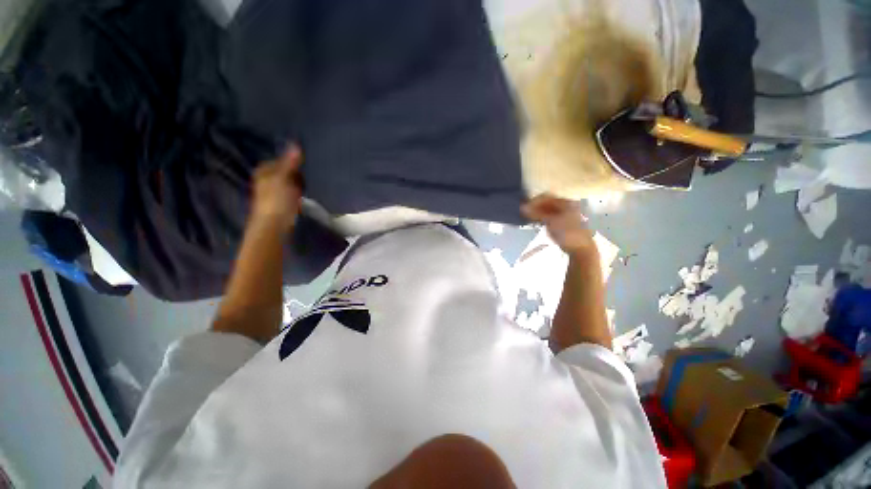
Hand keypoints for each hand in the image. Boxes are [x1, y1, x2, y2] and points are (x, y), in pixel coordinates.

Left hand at [251, 145, 303, 231]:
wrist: (274, 225)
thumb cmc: (277, 200)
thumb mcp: (284, 177)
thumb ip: (290, 162)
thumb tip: (296, 144)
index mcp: (263, 171)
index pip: (279, 160)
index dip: (291, 162)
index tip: (304, 165)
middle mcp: (265, 180)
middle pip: (283, 172)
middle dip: (295, 173)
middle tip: (307, 176)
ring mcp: (272, 193)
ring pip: (288, 183)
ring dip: (297, 184)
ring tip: (307, 186)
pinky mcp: (279, 204)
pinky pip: (291, 194)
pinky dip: (297, 193)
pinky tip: (303, 197)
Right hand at [522, 194, 596, 255]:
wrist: (580, 248)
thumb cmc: (567, 233)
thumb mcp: (551, 222)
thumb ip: (537, 214)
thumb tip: (523, 207)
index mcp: (565, 202)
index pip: (546, 197)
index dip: (534, 201)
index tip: (523, 208)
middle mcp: (566, 205)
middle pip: (546, 202)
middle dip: (535, 207)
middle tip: (524, 214)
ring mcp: (565, 214)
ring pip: (547, 210)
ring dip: (537, 213)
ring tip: (528, 218)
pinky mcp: (562, 222)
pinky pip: (549, 216)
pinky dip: (541, 218)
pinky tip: (535, 222)